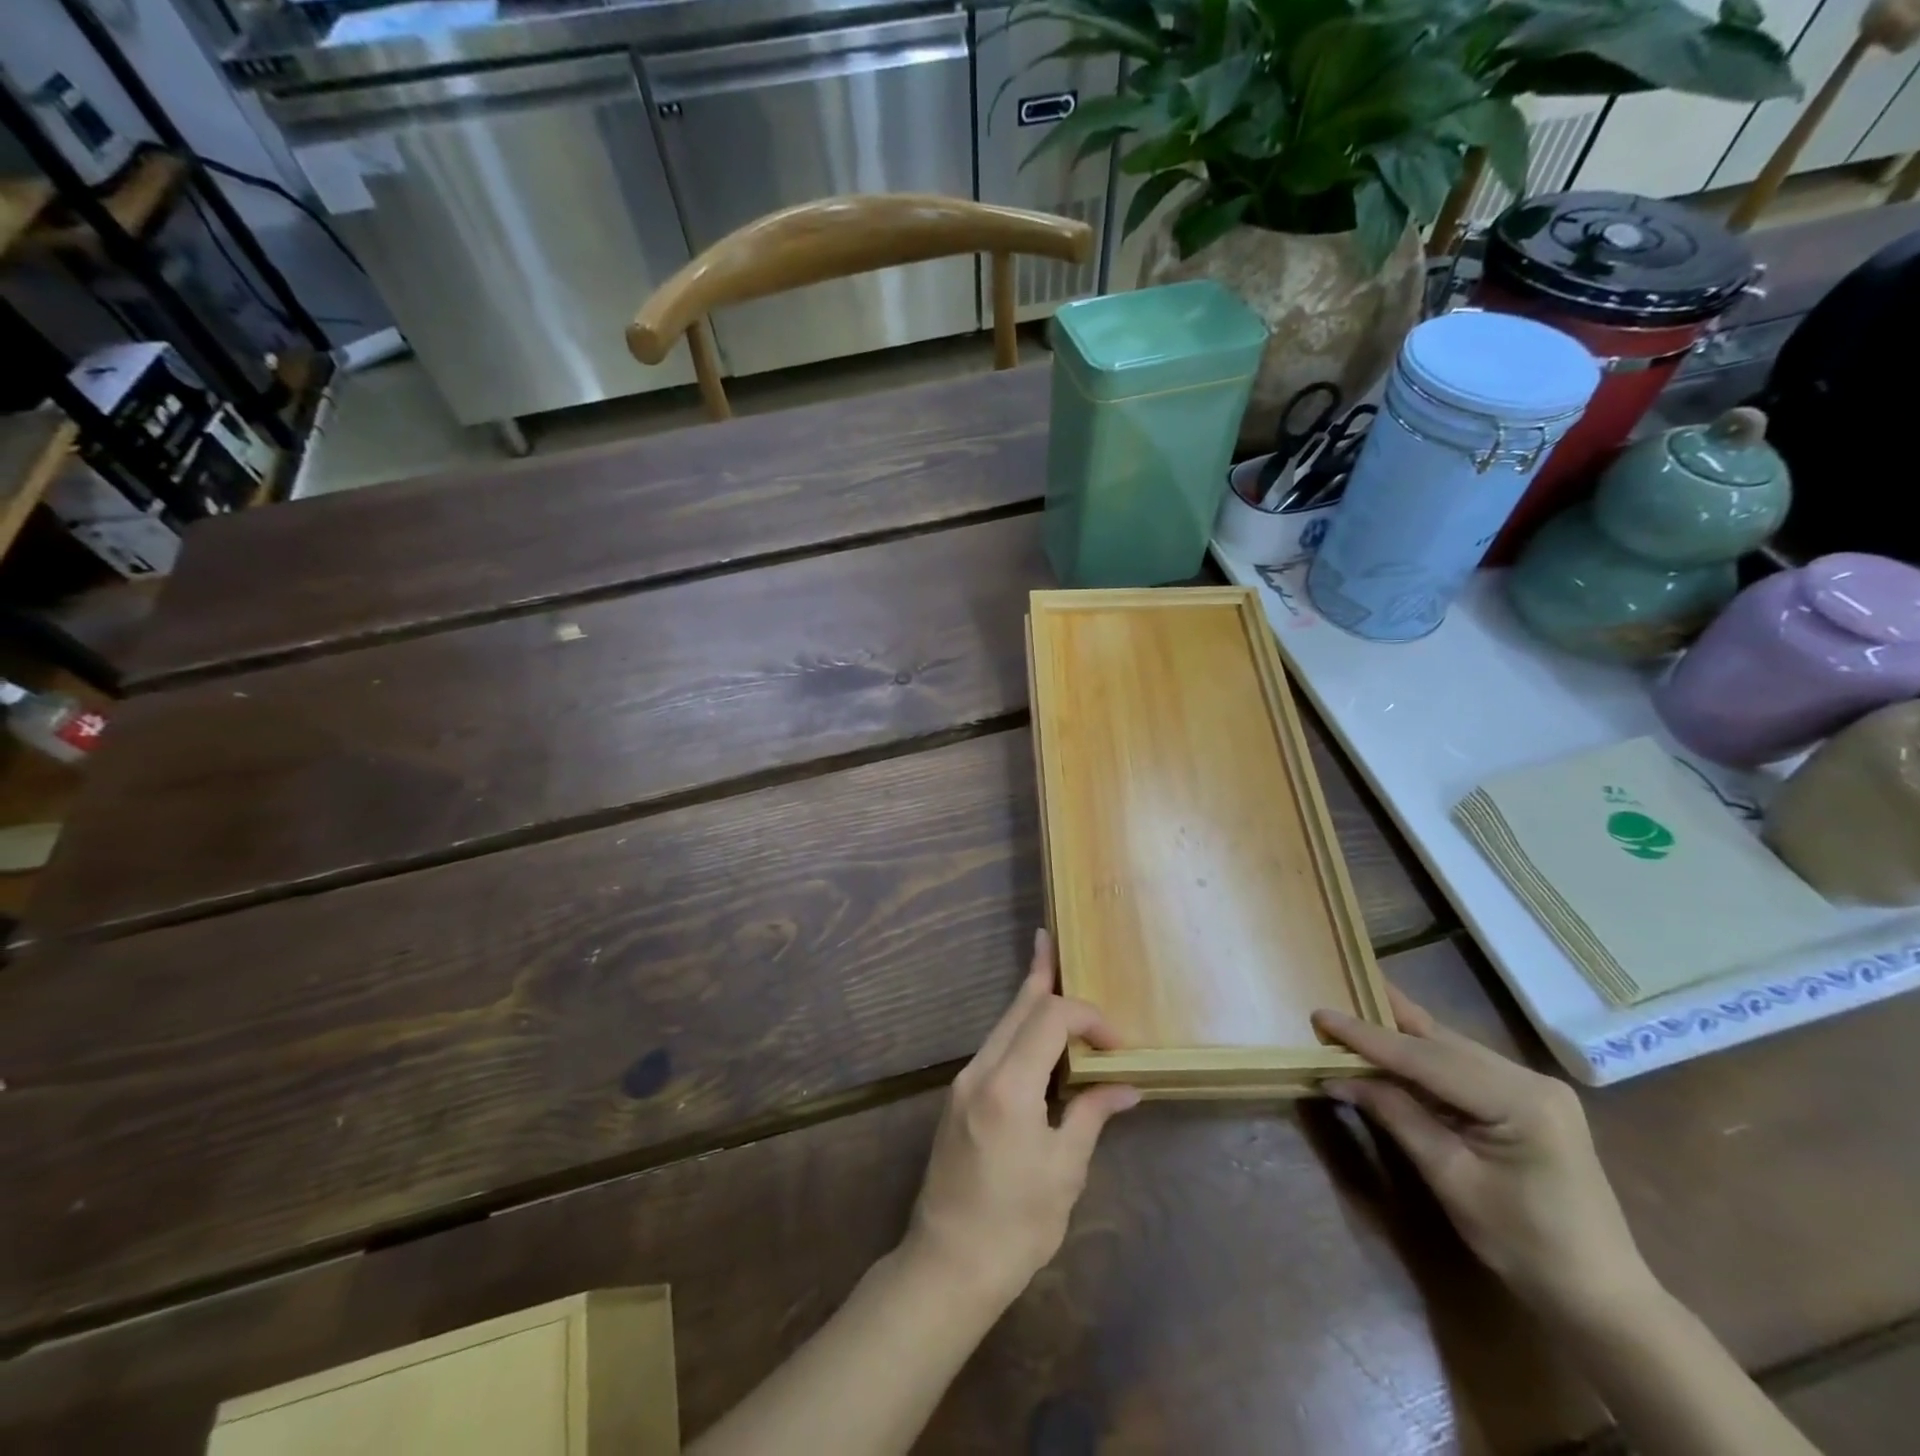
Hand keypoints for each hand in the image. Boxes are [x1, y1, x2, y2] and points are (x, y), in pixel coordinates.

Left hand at [902, 929, 1138, 1310]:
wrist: (948, 1263)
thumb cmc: (1016, 1224)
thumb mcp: (1065, 1170)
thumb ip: (1092, 1115)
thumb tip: (1125, 1087)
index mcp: (1008, 1085)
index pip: (1050, 1018)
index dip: (1087, 1018)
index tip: (1116, 1046)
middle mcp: (980, 1071)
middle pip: (1017, 1009)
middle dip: (1042, 978)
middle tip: (1050, 941)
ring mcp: (964, 1083)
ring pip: (1002, 1025)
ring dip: (1030, 1003)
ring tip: (1046, 970)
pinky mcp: (959, 1098)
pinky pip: (994, 1048)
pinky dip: (1019, 1032)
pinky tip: (1034, 1033)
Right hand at [1312, 987, 1653, 1322]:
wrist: (1601, 1297)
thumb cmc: (1526, 1246)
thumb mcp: (1451, 1179)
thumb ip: (1397, 1116)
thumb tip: (1337, 1077)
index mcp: (1521, 1100)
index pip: (1426, 1058)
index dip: (1368, 1037)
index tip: (1321, 1015)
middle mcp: (1530, 1079)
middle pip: (1440, 1043)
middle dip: (1382, 1025)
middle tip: (1331, 1004)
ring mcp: (1533, 1087)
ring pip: (1450, 1049)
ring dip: (1400, 1038)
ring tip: (1352, 1017)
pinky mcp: (1527, 1100)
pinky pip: (1463, 1067)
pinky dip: (1422, 1059)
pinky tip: (1393, 1047)